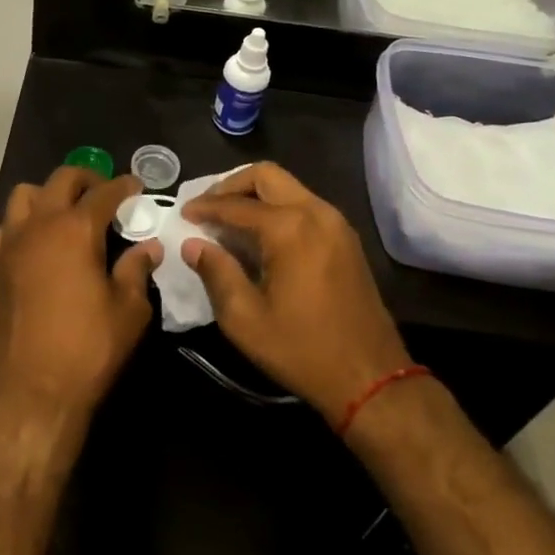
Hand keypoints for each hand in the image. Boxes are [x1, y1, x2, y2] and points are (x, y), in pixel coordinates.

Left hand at [0, 168, 159, 424]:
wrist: (28, 395)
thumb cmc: (86, 351)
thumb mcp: (128, 312)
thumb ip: (137, 271)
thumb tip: (149, 247)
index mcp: (75, 229)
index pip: (104, 192)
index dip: (124, 185)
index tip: (136, 186)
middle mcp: (39, 225)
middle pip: (61, 180)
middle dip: (87, 178)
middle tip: (105, 193)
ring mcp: (11, 244)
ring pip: (25, 195)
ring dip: (49, 194)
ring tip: (68, 213)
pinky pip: (8, 226)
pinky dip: (26, 221)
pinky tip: (41, 243)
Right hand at [179, 163, 412, 425]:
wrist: (371, 379)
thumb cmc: (302, 350)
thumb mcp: (245, 319)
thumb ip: (216, 273)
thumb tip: (192, 244)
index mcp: (289, 228)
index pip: (235, 205)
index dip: (205, 207)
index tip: (183, 213)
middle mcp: (315, 212)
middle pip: (266, 176)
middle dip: (231, 186)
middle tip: (207, 207)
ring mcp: (335, 222)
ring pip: (287, 186)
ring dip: (255, 195)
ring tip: (228, 219)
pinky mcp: (346, 237)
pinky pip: (304, 204)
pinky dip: (277, 207)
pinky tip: (260, 234)